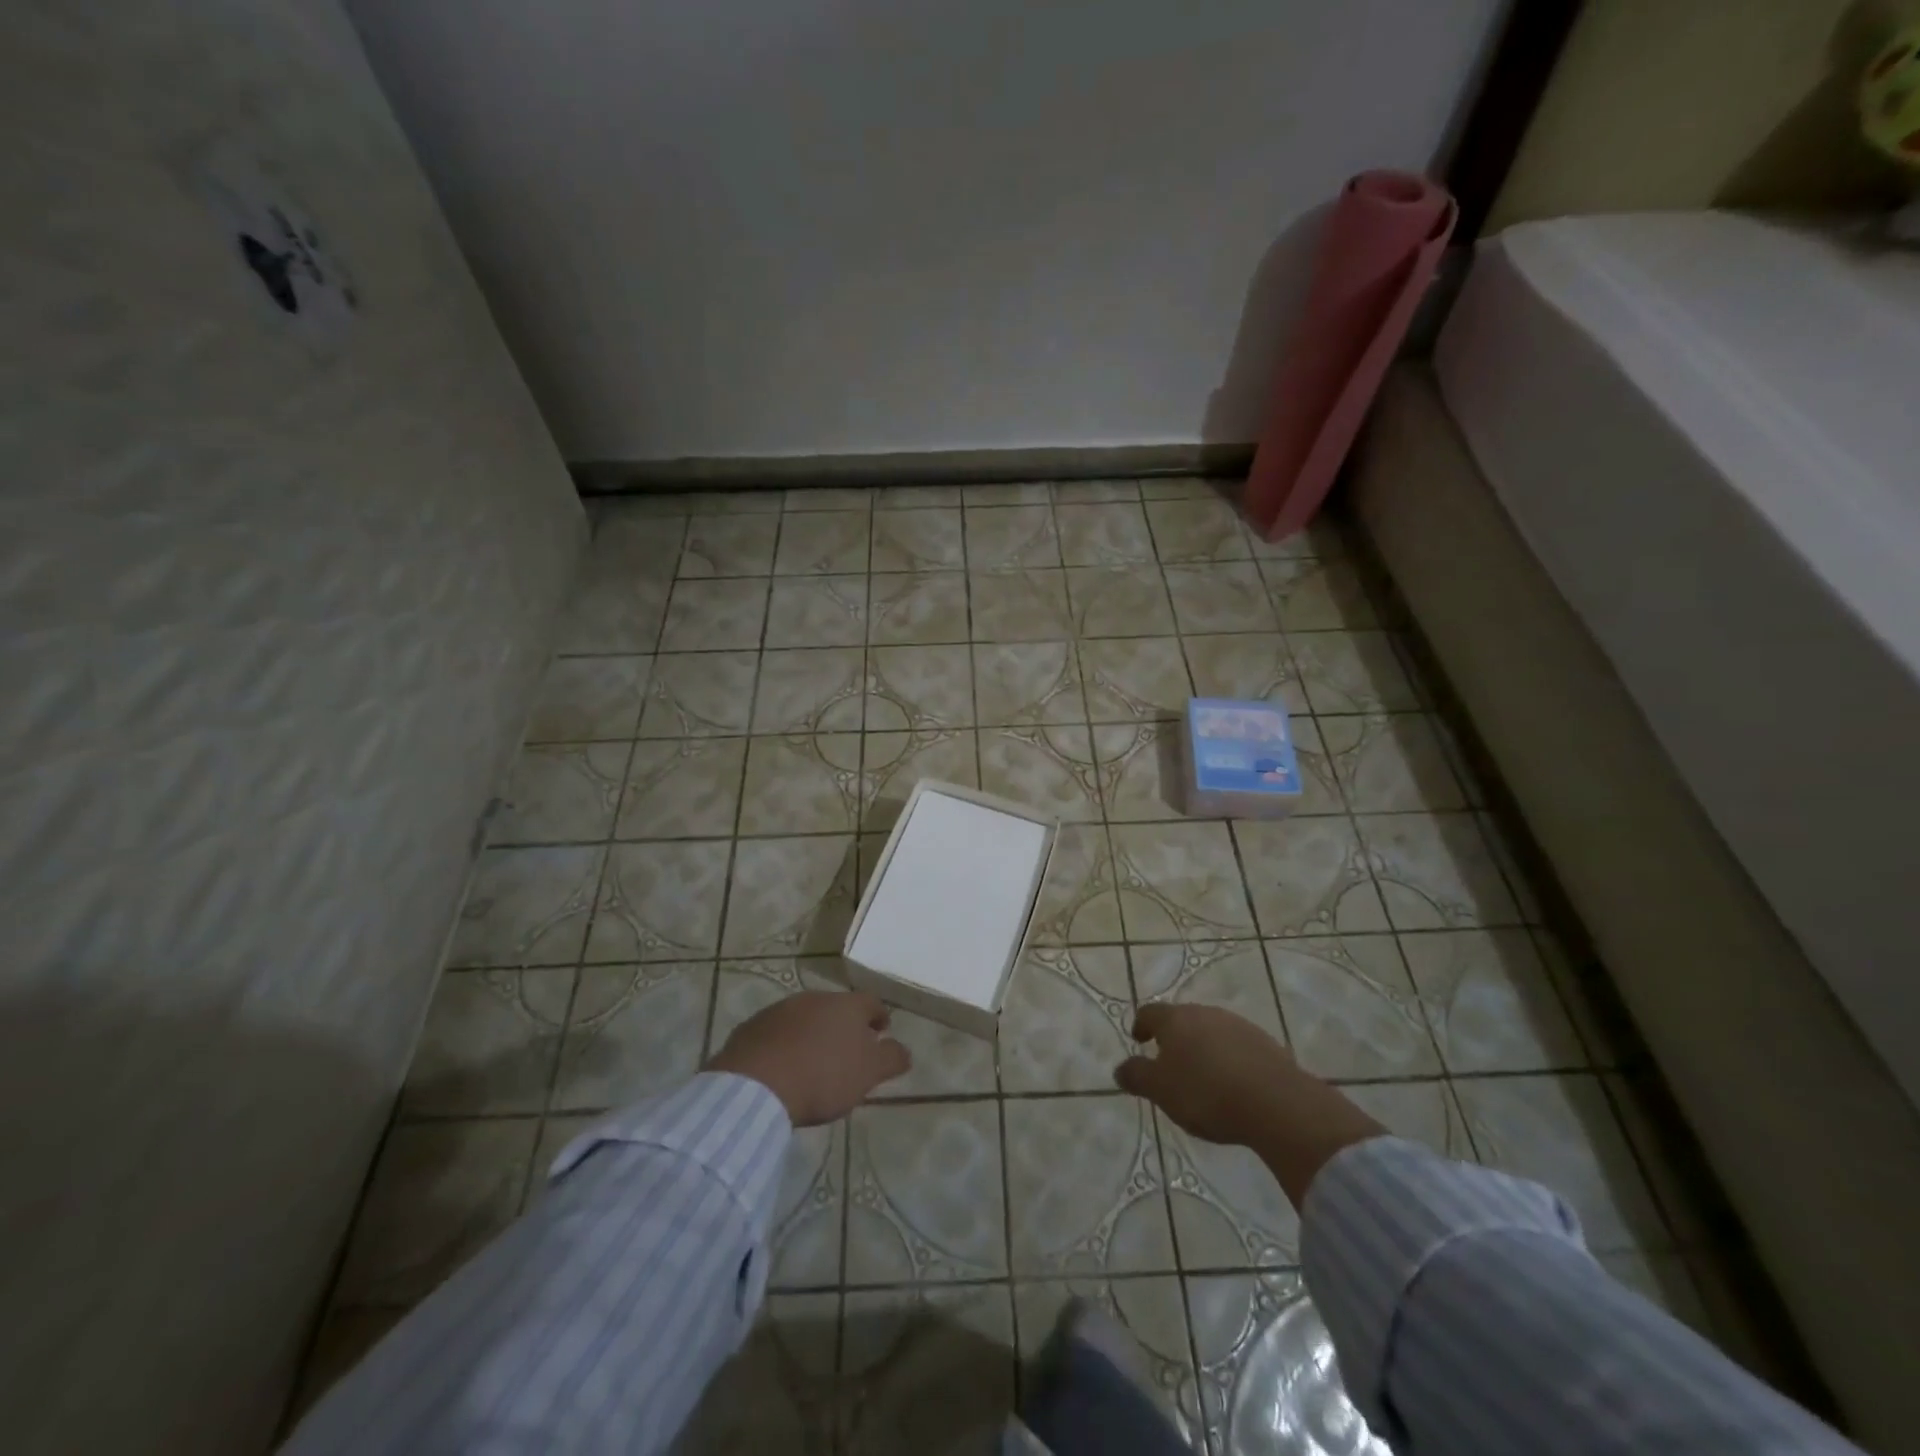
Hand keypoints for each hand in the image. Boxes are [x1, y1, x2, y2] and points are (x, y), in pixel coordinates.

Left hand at [706, 991, 910, 1126]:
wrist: (757, 1086)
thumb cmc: (823, 1076)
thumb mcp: (868, 1073)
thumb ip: (891, 1059)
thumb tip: (905, 1050)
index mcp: (846, 1005)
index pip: (871, 1003)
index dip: (879, 1017)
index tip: (882, 1033)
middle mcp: (814, 998)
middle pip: (837, 1008)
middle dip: (844, 1026)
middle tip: (848, 1052)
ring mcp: (780, 1010)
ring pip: (805, 1018)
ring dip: (813, 1034)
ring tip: (814, 1061)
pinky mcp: (752, 1027)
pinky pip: (776, 1033)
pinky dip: (785, 1044)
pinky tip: (783, 1068)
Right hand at [1114, 1003, 1385, 1208]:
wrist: (1276, 1103)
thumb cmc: (1206, 1094)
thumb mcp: (1161, 1091)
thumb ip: (1137, 1076)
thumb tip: (1120, 1069)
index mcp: (1175, 1020)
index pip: (1150, 1012)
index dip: (1141, 1025)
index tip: (1139, 1040)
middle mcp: (1205, 1013)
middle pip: (1182, 1019)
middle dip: (1174, 1037)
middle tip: (1169, 1062)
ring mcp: (1238, 1025)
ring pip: (1211, 1031)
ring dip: (1203, 1047)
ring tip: (1202, 1076)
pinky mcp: (1265, 1043)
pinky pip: (1237, 1046)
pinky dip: (1229, 1059)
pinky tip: (1233, 1084)